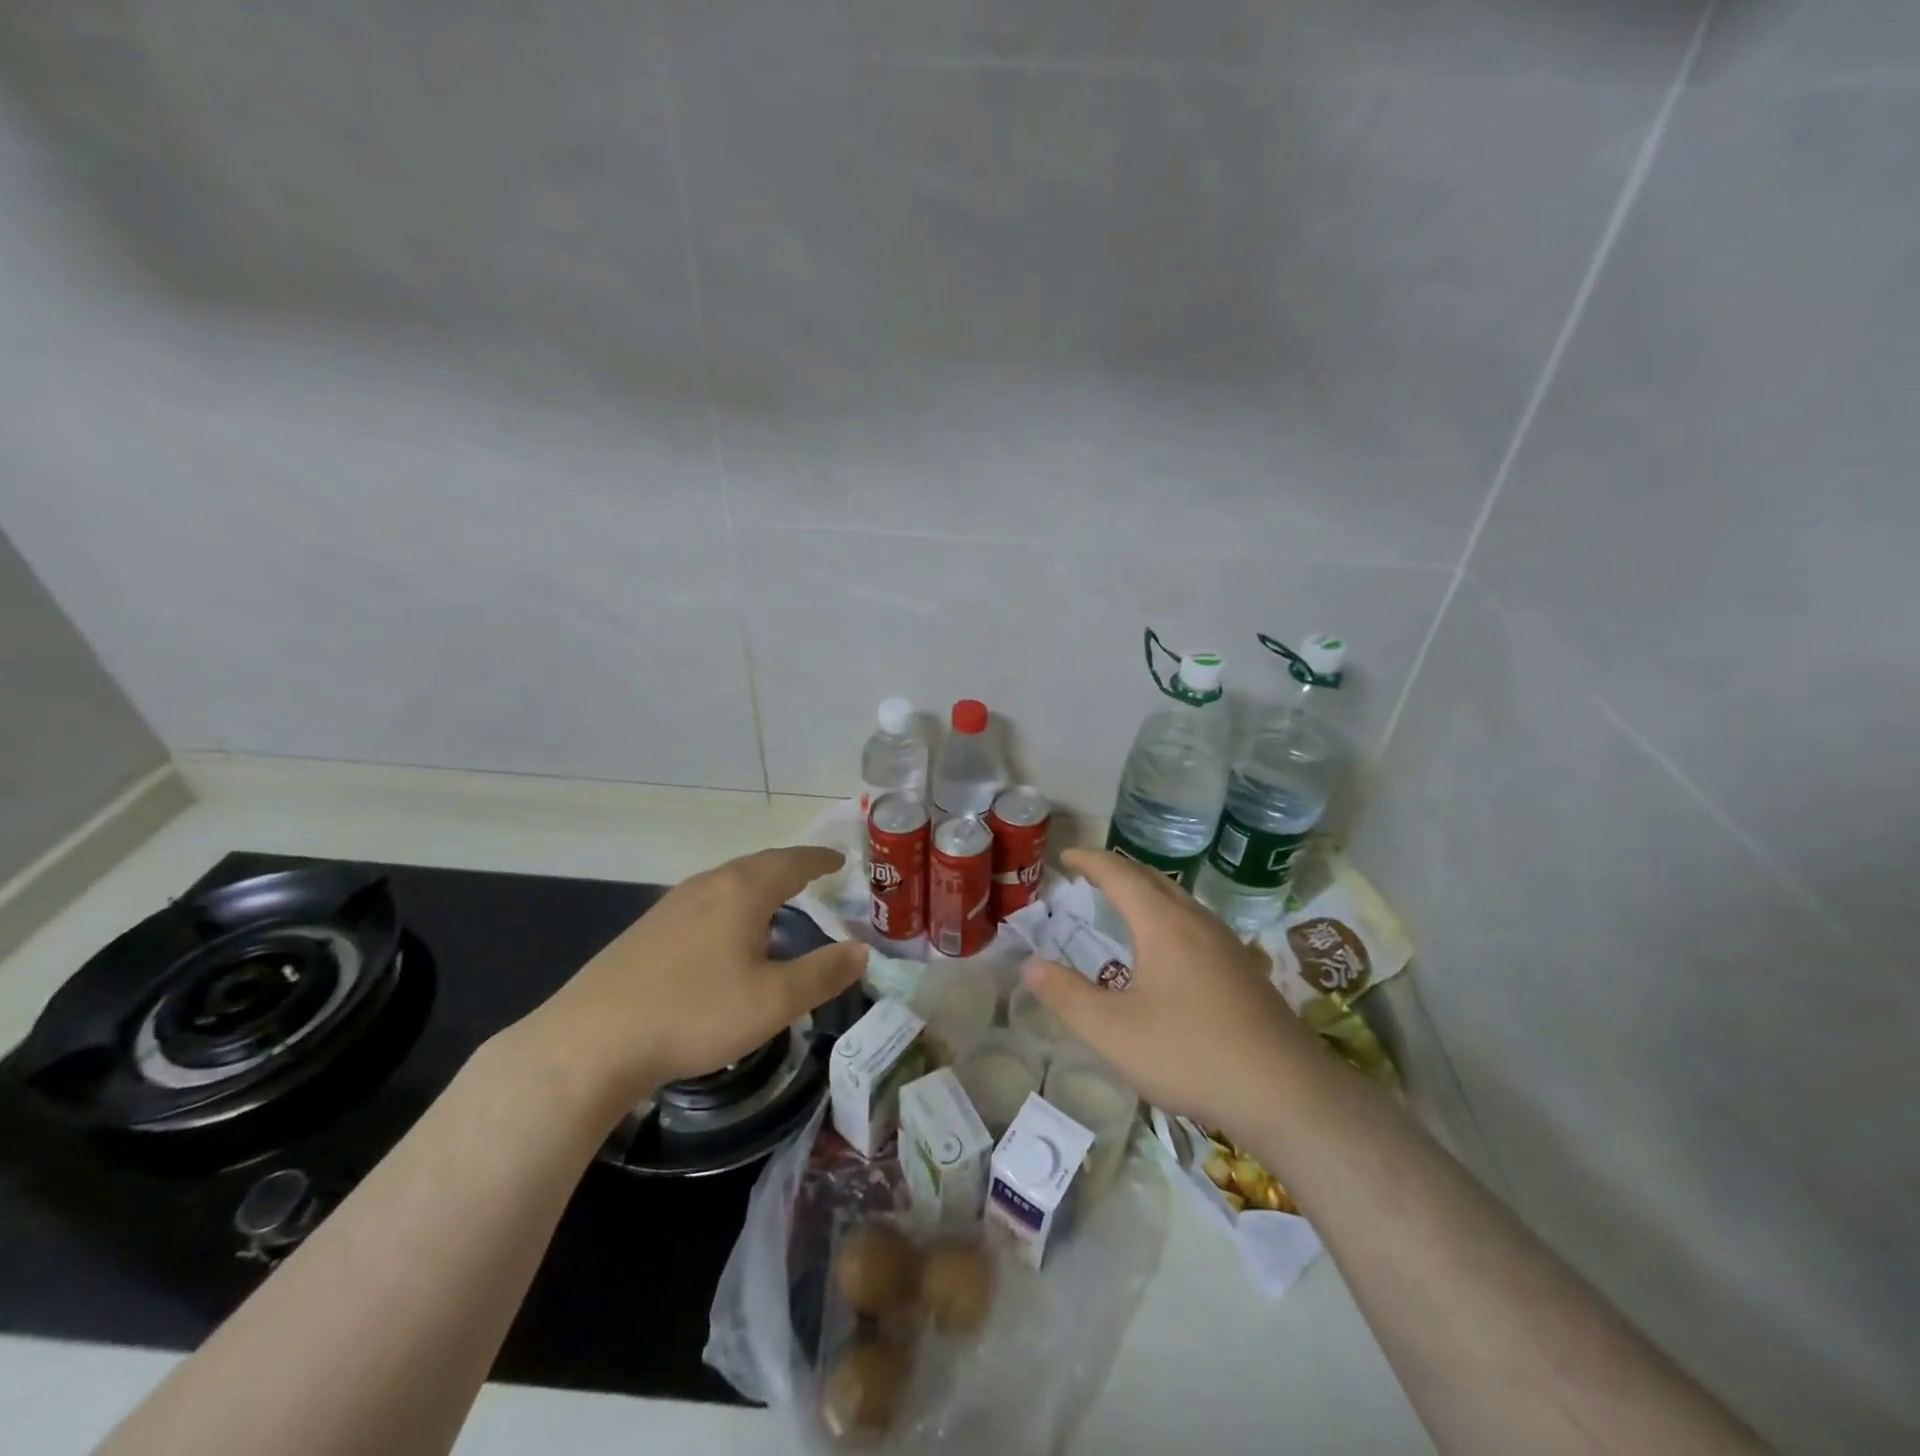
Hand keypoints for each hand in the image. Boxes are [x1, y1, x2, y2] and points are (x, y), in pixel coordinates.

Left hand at [512, 846, 867, 1121]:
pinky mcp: (647, 929)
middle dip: (790, 866)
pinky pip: (705, 900)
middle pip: (758, 864)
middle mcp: (708, 886)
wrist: (590, 1042)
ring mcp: (671, 905)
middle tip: (815, 874)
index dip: (819, 859)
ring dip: (758, 883)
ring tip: (777, 898)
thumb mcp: (774, 1002)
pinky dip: (732, 902)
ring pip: (727, 881)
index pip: (792, 862)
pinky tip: (726, 931)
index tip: (840, 858)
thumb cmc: (694, 1014)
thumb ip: (822, 974)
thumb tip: (862, 951)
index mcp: (742, 891)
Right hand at [1022, 849, 1318, 1133]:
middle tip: (1090, 874)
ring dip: (1147, 892)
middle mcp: (1197, 922)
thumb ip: (1067, 996)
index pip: (1120, 875)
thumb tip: (1030, 966)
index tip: (1066, 855)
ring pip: (1180, 901)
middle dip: (1119, 871)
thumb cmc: (1189, 1053)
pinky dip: (1168, 917)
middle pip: (1154, 879)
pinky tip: (1169, 950)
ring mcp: (1227, 945)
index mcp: (1163, 924)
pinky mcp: (1244, 970)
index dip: (1090, 861)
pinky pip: (1196, 924)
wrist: (1286, 1092)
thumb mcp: (1113, 1031)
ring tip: (1125, 903)